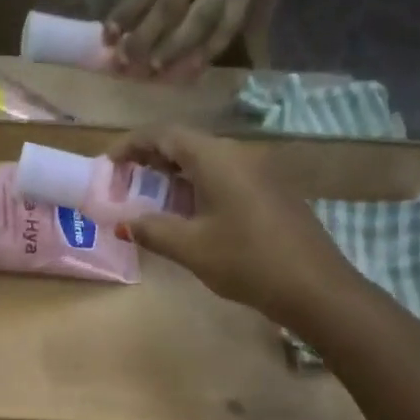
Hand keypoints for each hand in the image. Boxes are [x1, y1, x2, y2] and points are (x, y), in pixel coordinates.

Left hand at [104, 0, 259, 80]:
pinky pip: (225, 33)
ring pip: (199, 22)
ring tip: (154, 70)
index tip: (107, 39)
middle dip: (146, 37)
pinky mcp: (243, 1)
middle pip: (172, 5)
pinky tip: (187, 73)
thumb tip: (117, 34)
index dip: (127, 12)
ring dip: (174, 49)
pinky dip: (205, 55)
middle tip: (125, 62)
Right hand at [112, 125, 356, 324]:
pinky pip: (222, 177)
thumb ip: (152, 230)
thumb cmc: (246, 260)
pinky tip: (185, 215)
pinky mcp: (268, 191)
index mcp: (216, 158)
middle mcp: (238, 154)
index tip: (107, 165)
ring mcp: (258, 171)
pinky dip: (195, 187)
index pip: (164, 134)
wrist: (313, 286)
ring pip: (204, 162)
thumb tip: (125, 222)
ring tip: (146, 201)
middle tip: (122, 185)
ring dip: (172, 176)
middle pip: (184, 143)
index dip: (131, 145)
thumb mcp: (190, 247)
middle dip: (149, 160)